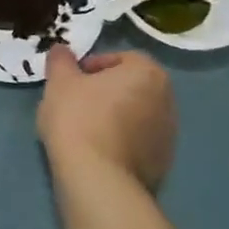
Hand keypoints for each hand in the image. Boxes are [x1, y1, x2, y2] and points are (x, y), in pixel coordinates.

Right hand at [37, 46, 176, 192]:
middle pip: (131, 87)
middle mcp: (167, 100)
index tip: (72, 81)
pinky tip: (97, 153)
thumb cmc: (79, 119)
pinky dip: (121, 143)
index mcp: (148, 73)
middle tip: (77, 102)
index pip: (121, 58)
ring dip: (115, 118)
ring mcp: (169, 135)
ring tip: (85, 130)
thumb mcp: (60, 82)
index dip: (93, 66)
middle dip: (106, 91)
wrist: (98, 179)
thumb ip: (61, 60)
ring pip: (136, 116)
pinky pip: (138, 143)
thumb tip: (61, 49)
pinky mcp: (163, 164)